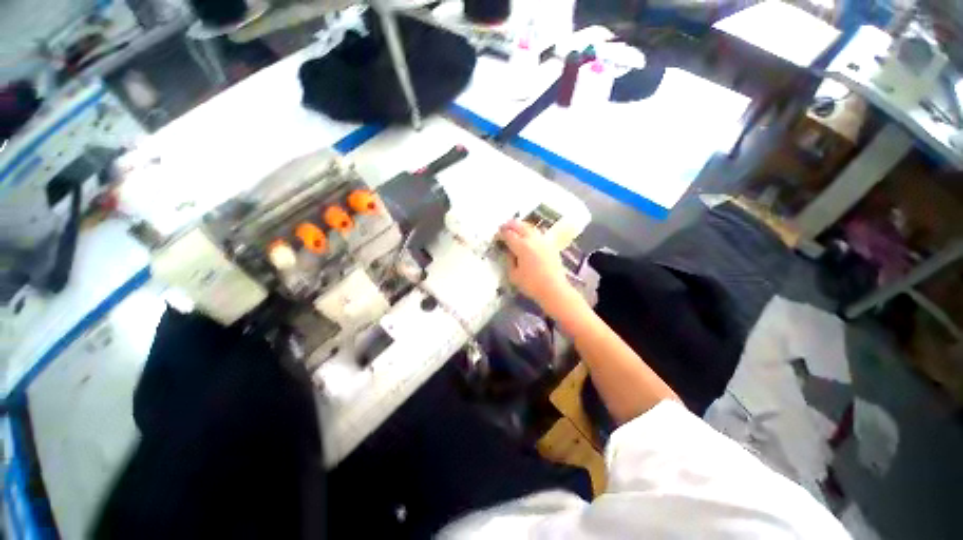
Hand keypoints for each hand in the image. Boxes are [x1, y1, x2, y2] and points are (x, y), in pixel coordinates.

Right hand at [499, 220, 580, 315]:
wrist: (554, 289)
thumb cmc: (532, 284)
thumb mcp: (514, 275)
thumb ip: (509, 260)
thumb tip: (509, 252)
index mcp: (522, 246)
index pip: (508, 234)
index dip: (500, 234)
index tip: (496, 238)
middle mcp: (533, 239)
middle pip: (519, 226)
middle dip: (509, 225)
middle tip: (502, 228)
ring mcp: (543, 240)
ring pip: (530, 227)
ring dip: (520, 226)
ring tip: (514, 229)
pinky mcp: (551, 245)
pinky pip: (538, 232)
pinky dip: (530, 231)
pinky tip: (528, 236)